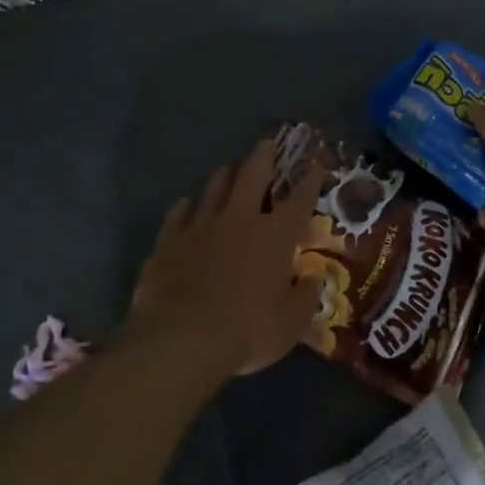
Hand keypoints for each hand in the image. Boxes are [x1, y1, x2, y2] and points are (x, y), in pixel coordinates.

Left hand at [129, 137, 327, 376]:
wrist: (181, 341)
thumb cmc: (248, 331)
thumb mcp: (290, 323)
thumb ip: (305, 297)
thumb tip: (314, 279)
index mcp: (276, 236)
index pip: (300, 199)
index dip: (310, 180)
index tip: (316, 164)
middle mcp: (240, 220)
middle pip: (253, 177)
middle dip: (263, 157)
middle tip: (267, 142)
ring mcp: (200, 227)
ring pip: (214, 189)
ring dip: (224, 177)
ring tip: (228, 170)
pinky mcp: (168, 242)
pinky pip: (177, 215)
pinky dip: (184, 208)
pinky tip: (185, 205)